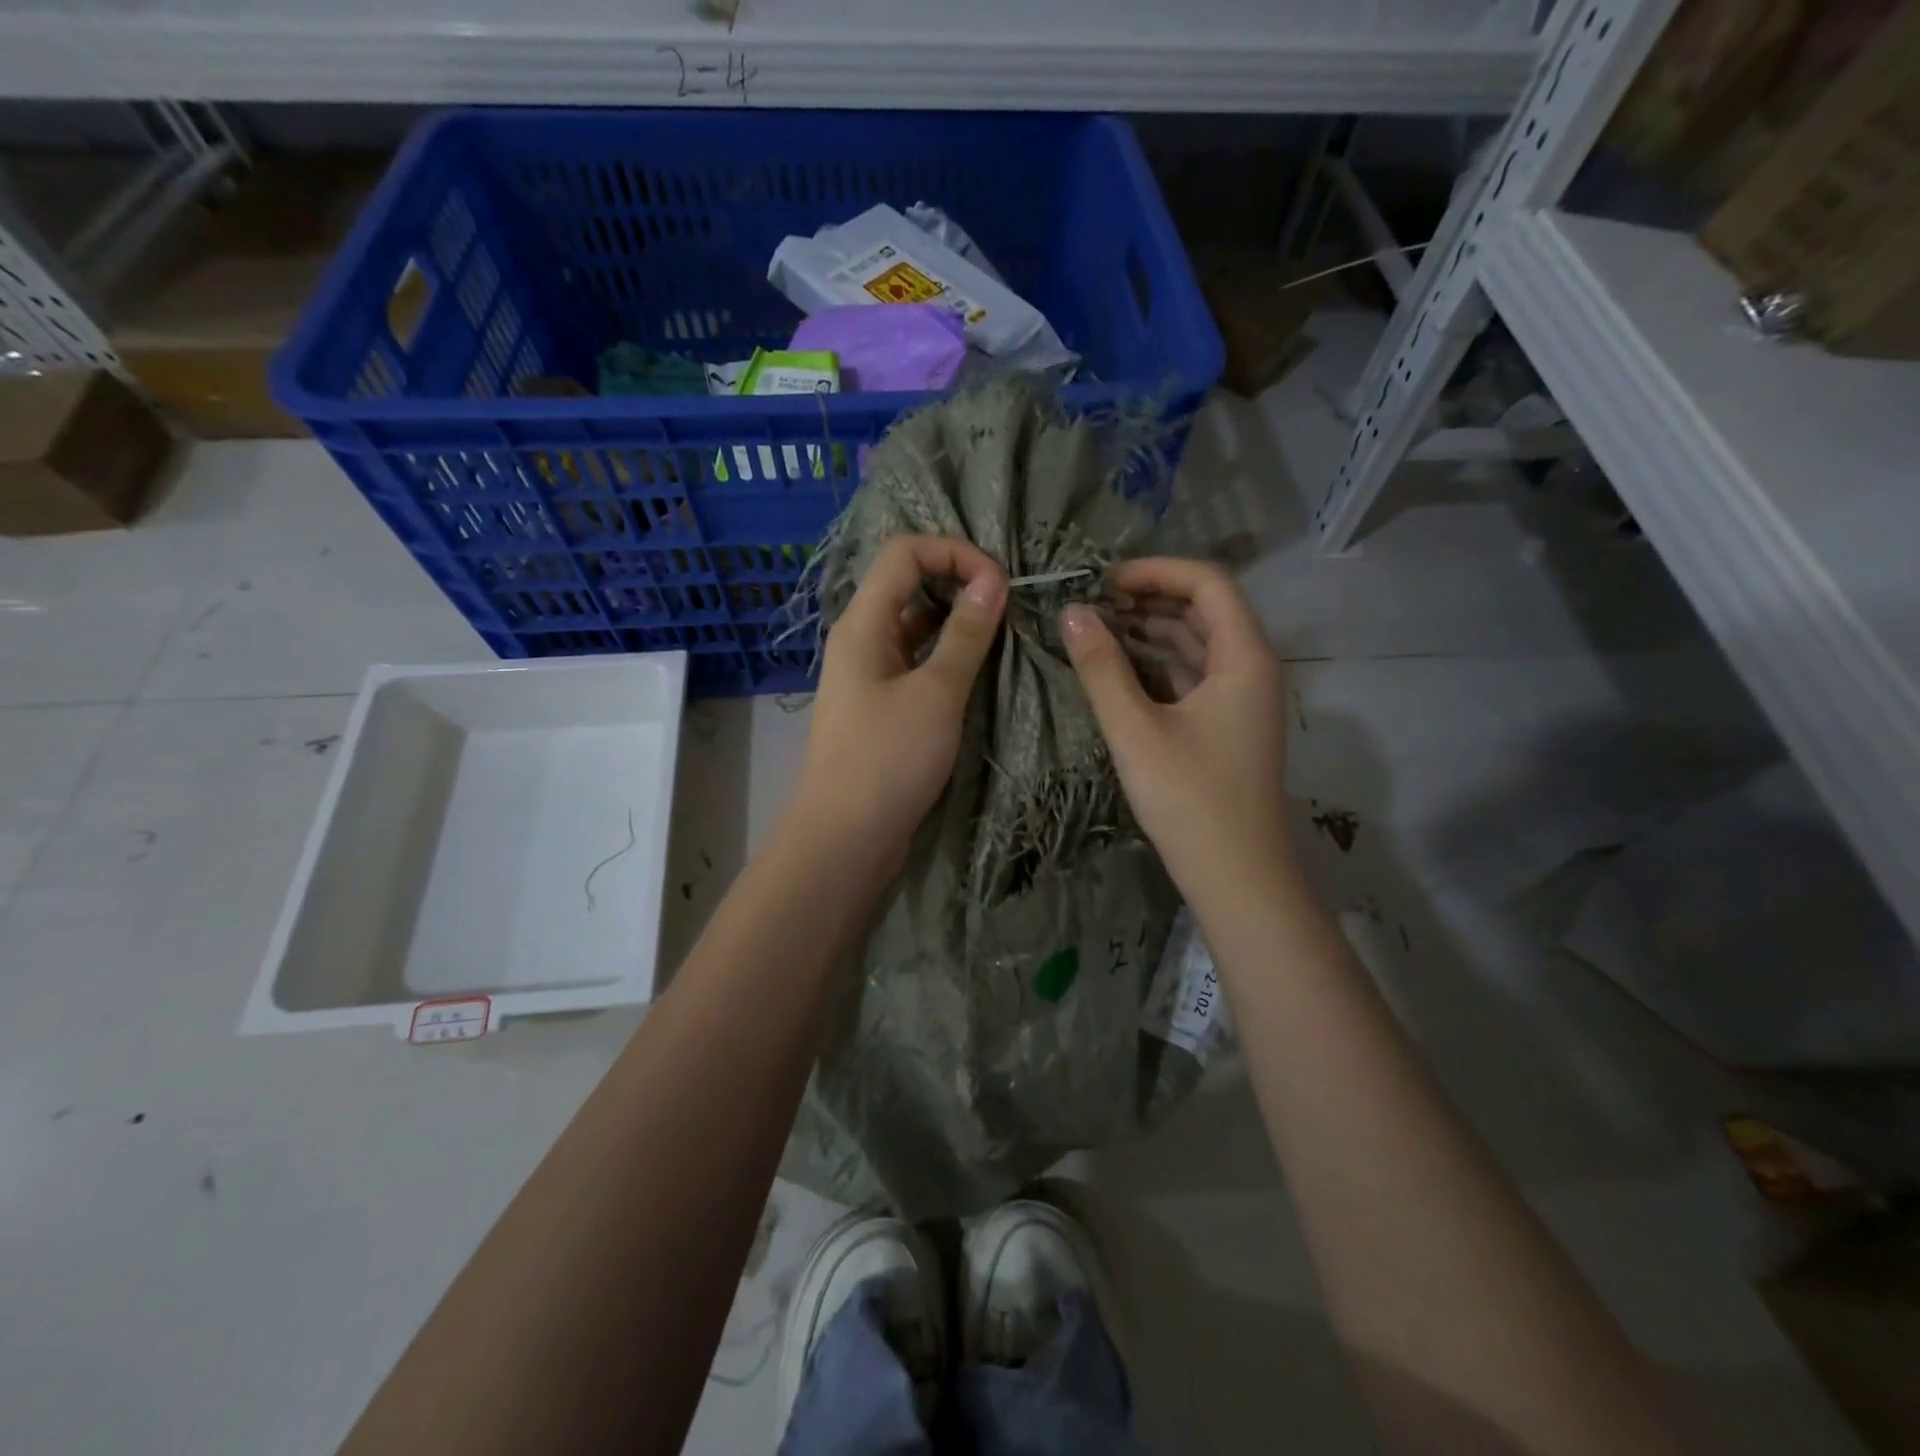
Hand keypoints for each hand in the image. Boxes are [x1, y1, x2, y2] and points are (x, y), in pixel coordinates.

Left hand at [793, 535, 1007, 866]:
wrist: (845, 838)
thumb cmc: (888, 760)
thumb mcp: (936, 693)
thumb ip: (965, 634)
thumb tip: (993, 580)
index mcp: (863, 623)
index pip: (905, 552)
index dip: (954, 552)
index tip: (1000, 584)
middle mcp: (861, 639)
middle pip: (909, 584)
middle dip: (960, 583)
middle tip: (1008, 606)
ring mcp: (870, 674)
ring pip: (916, 627)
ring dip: (958, 624)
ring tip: (1003, 637)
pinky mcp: (881, 707)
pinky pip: (917, 664)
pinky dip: (948, 659)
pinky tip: (980, 673)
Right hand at [1060, 558, 1295, 905]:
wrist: (1237, 877)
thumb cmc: (1190, 799)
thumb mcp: (1136, 730)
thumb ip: (1101, 668)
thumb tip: (1070, 613)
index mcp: (1244, 657)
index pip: (1207, 583)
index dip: (1156, 571)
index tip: (1103, 581)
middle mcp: (1251, 668)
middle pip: (1205, 609)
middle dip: (1149, 597)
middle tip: (1092, 602)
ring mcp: (1241, 699)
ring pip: (1197, 644)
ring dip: (1151, 630)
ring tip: (1097, 627)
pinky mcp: (1227, 726)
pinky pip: (1193, 675)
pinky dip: (1158, 663)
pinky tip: (1118, 668)